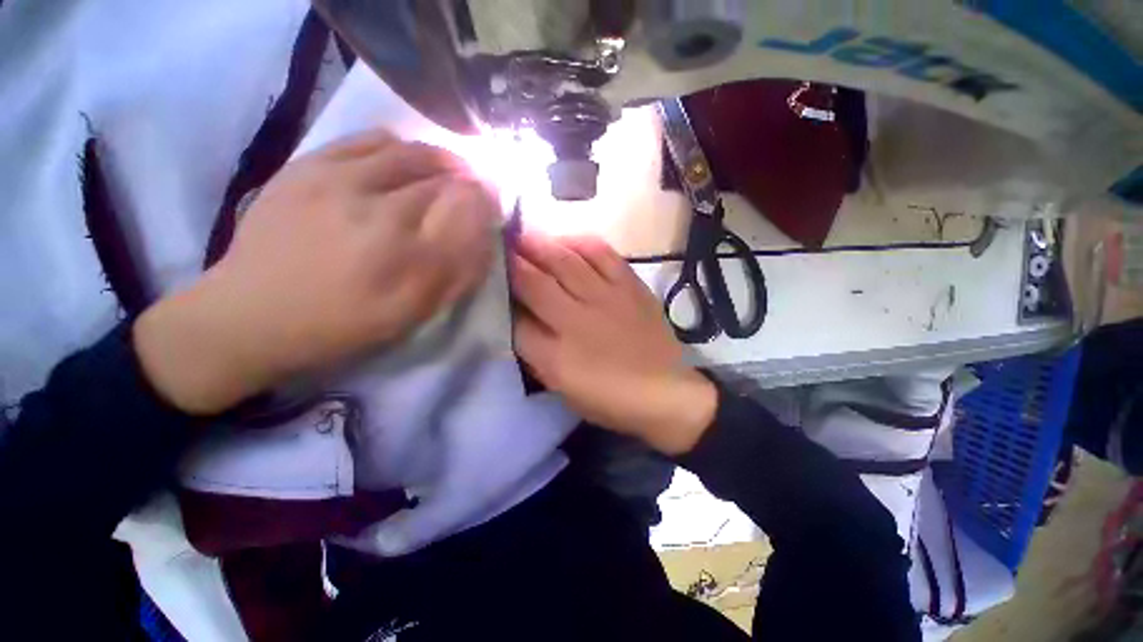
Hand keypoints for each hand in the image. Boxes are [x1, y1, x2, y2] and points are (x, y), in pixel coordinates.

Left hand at [134, 130, 499, 414]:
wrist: (252, 314)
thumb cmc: (345, 324)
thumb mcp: (414, 314)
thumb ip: (458, 274)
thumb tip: (484, 235)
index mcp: (410, 260)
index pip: (469, 210)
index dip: (487, 202)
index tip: (491, 205)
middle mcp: (381, 213)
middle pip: (445, 179)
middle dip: (467, 183)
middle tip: (471, 191)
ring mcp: (340, 182)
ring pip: (412, 153)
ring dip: (440, 161)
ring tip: (446, 171)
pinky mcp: (308, 165)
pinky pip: (370, 140)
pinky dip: (399, 146)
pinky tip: (404, 160)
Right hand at [510, 233, 716, 454]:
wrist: (666, 392)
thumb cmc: (610, 397)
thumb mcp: (563, 387)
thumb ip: (536, 353)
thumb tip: (517, 319)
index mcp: (557, 354)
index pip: (516, 317)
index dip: (499, 294)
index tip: (488, 275)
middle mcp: (578, 320)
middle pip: (536, 282)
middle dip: (513, 259)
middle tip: (498, 240)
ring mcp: (607, 298)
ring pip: (567, 261)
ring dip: (542, 244)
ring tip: (526, 233)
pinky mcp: (631, 287)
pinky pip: (604, 255)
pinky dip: (583, 242)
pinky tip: (569, 239)